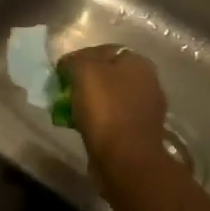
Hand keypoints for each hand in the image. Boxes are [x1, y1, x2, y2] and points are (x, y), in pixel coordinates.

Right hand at [57, 44, 168, 175]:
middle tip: (65, 92)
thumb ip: (75, 61)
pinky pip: (115, 119)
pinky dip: (100, 121)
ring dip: (92, 102)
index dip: (80, 58)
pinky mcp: (141, 132)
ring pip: (112, 98)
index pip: (104, 51)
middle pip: (109, 74)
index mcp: (138, 62)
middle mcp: (148, 81)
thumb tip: (69, 63)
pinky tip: (85, 127)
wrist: (126, 160)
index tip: (61, 73)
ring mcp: (147, 108)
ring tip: (71, 112)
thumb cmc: (106, 110)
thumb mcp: (84, 72)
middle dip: (86, 82)